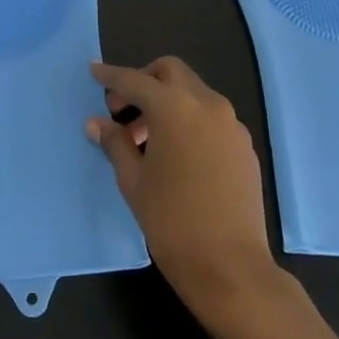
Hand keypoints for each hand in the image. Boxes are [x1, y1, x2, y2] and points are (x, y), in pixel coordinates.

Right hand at [88, 57, 301, 327]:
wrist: (230, 267)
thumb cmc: (171, 220)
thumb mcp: (133, 180)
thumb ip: (115, 143)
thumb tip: (97, 124)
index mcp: (174, 107)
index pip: (134, 80)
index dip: (111, 76)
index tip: (94, 71)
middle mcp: (206, 105)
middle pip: (170, 72)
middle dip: (144, 81)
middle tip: (122, 109)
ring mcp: (231, 125)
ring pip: (193, 93)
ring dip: (167, 102)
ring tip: (145, 140)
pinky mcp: (244, 147)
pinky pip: (211, 117)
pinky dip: (188, 120)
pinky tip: (175, 154)